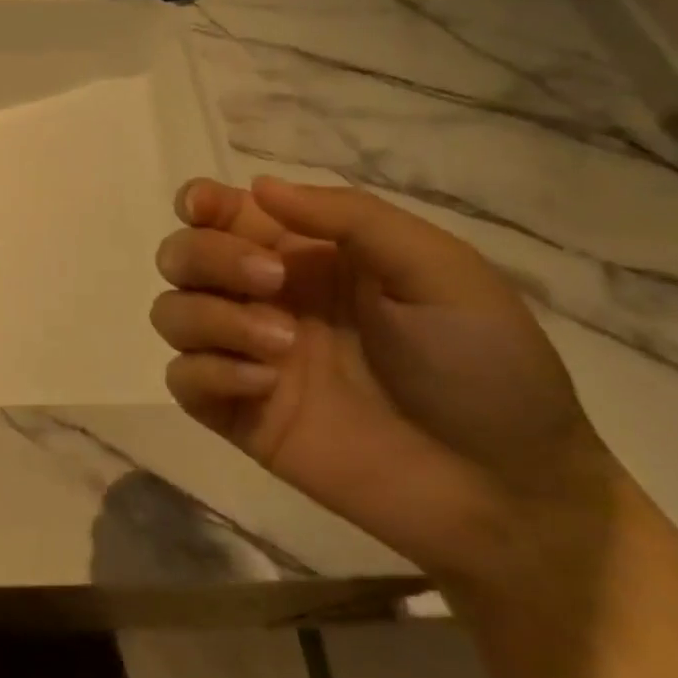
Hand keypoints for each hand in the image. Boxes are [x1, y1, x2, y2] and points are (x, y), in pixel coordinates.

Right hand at [150, 175, 619, 585]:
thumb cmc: (486, 366)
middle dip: (209, 257)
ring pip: (171, 312)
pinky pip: (180, 378)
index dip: (199, 202)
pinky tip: (264, 386)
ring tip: (281, 346)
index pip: (224, 213)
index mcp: (308, 256)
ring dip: (210, 317)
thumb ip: (350, 217)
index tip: (202, 208)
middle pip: (183, 255)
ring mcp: (247, 357)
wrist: (506, 491)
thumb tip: (259, 186)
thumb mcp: (438, 270)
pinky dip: (208, 372)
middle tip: (271, 282)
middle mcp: (265, 298)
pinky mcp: (238, 414)